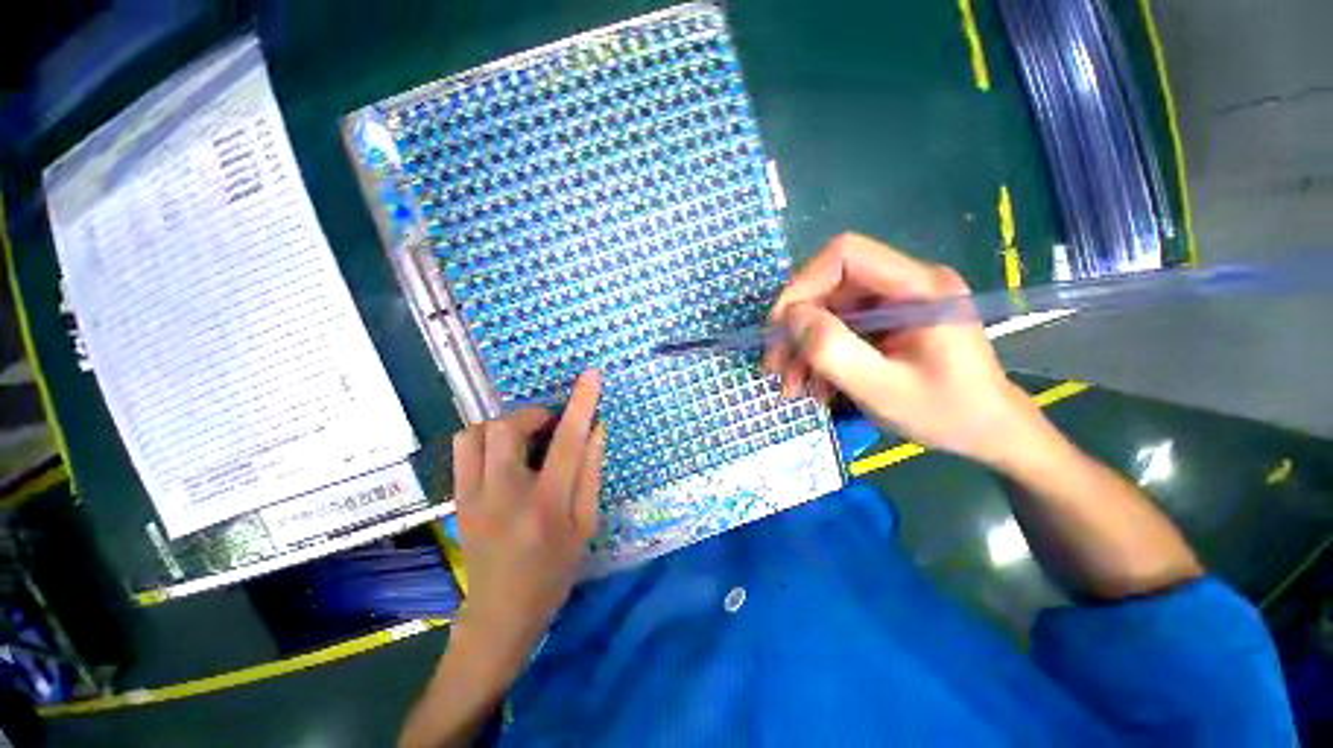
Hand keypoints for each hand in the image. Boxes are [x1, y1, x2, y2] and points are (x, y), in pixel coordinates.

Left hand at [450, 369, 605, 682]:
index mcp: (545, 504)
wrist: (500, 614)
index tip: (592, 376)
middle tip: (550, 427)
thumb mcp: (585, 525)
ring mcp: (472, 496)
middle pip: (506, 428)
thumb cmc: (554, 571)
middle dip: (532, 415)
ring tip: (526, 439)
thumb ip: (591, 472)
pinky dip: (486, 438)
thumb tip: (597, 428)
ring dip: (505, 424)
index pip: (566, 441)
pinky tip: (505, 455)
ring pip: (475, 433)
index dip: (581, 403)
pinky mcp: (458, 499)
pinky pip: (464, 448)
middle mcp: (503, 494)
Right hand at [764, 233, 1040, 465]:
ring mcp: (895, 304)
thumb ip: (834, 351)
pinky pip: (839, 329)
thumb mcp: (883, 389)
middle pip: (830, 287)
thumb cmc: (947, 413)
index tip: (779, 327)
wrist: (989, 433)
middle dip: (796, 328)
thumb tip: (791, 318)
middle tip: (775, 368)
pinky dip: (819, 356)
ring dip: (803, 348)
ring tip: (793, 386)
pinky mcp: (887, 323)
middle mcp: (905, 285)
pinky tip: (815, 386)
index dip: (802, 284)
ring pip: (828, 311)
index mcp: (919, 288)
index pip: (845, 255)